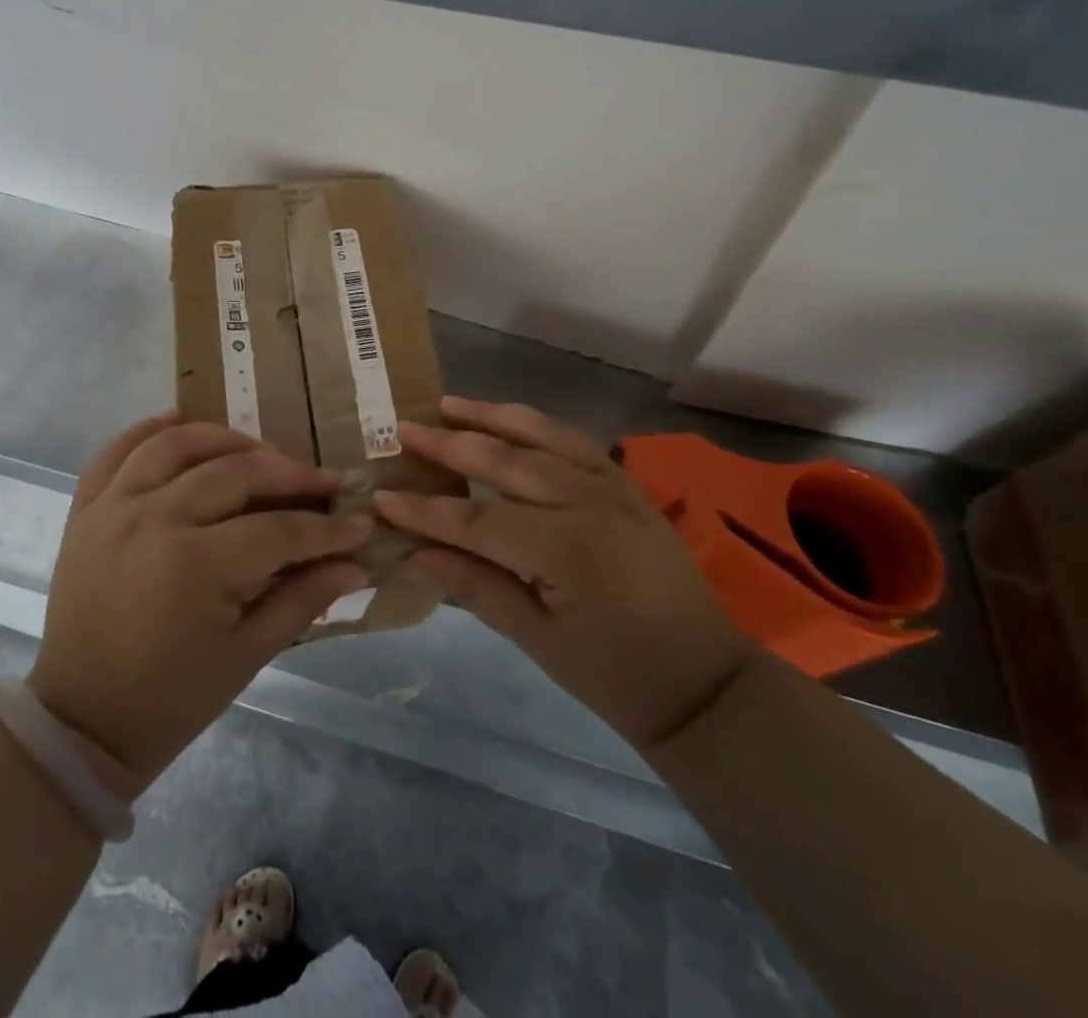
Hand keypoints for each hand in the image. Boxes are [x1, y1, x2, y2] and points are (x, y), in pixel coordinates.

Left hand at [27, 412, 371, 794]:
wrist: (81, 719)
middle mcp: (153, 519)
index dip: (327, 529)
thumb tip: (358, 565)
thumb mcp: (247, 655)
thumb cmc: (172, 698)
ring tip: (261, 452)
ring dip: (227, 438)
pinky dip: (149, 429)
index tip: (361, 525)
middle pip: (235, 472)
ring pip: (178, 444)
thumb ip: (303, 599)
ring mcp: (113, 507)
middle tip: (324, 483)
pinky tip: (180, 420)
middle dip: (290, 474)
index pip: (279, 530)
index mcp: (194, 565)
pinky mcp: (86, 509)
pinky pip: (117, 450)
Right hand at [376, 397, 757, 750]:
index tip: (381, 497)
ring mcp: (614, 487)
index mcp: (566, 548)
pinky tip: (510, 419)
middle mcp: (589, 502)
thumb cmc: (617, 677)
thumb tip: (415, 554)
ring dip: (492, 416)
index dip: (424, 509)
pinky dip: (537, 424)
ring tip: (449, 403)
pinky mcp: (628, 486)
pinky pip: (575, 441)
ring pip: (542, 435)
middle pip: (505, 461)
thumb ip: (476, 587)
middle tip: (404, 429)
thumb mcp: (539, 641)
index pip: (476, 518)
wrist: (706, 684)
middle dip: (450, 444)